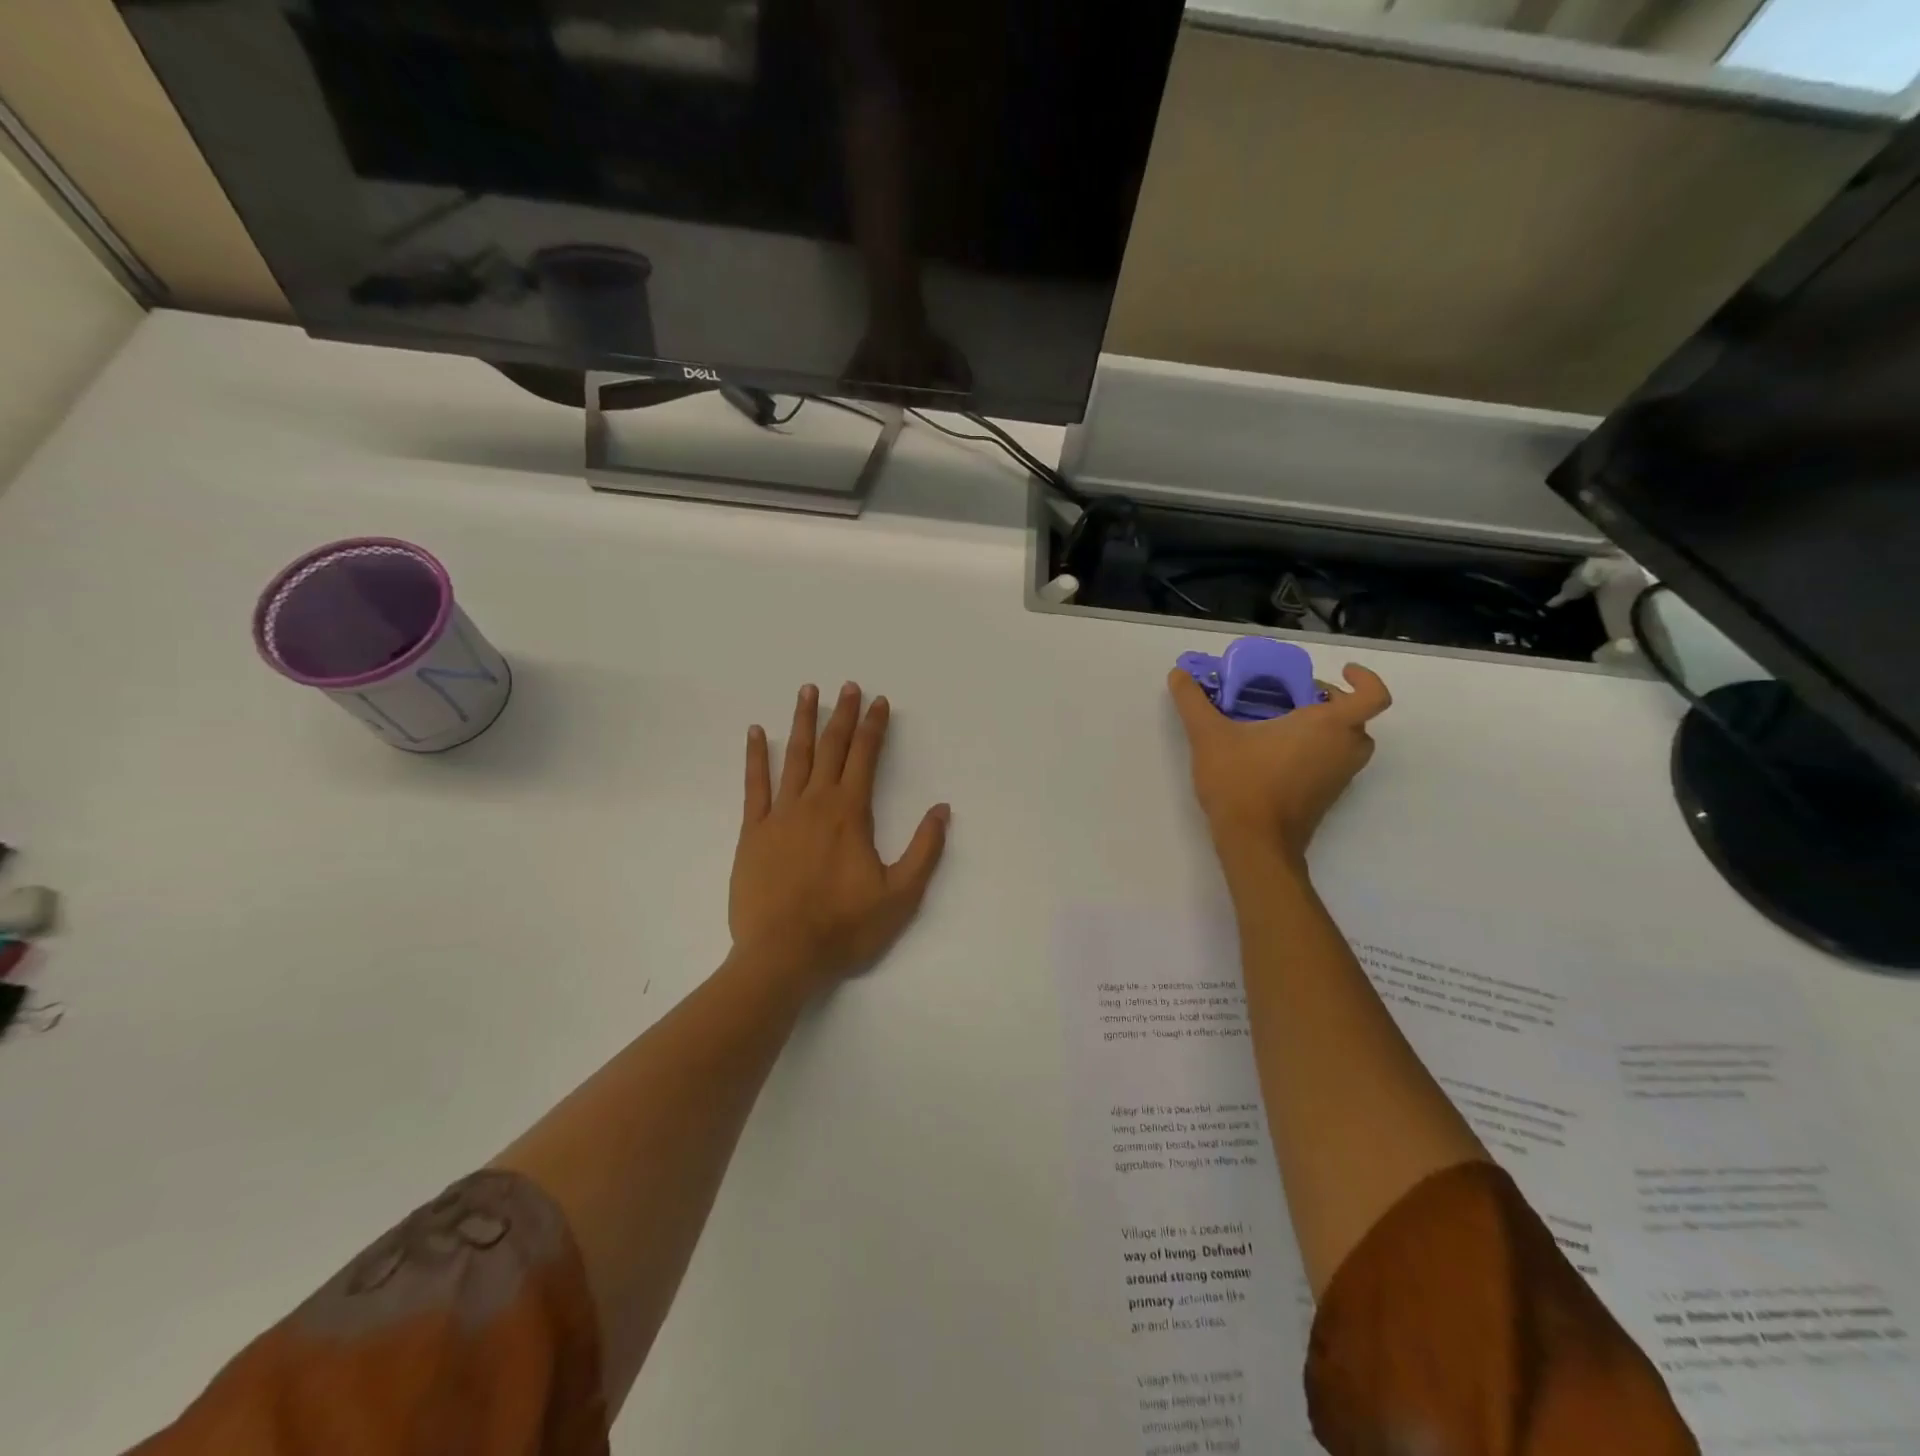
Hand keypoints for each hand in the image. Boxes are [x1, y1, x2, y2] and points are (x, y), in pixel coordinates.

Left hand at [730, 683, 950, 991]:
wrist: (782, 956)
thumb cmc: (845, 927)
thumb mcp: (901, 896)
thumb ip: (924, 849)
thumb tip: (941, 809)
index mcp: (850, 814)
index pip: (865, 757)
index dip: (874, 727)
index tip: (879, 701)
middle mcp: (815, 803)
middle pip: (831, 748)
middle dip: (842, 715)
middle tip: (848, 686)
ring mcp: (780, 815)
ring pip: (794, 757)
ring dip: (803, 722)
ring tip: (807, 692)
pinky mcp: (752, 832)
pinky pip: (754, 785)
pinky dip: (756, 756)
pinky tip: (757, 733)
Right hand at [1167, 662, 1391, 866]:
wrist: (1254, 843)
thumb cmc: (1241, 782)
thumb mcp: (1209, 736)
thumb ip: (1193, 702)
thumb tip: (1177, 675)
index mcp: (1328, 726)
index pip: (1372, 696)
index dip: (1365, 679)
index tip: (1343, 671)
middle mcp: (1343, 749)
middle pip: (1357, 718)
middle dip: (1333, 703)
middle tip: (1297, 697)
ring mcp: (1339, 777)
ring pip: (1347, 743)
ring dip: (1326, 729)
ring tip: (1285, 724)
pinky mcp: (1327, 798)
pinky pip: (1333, 764)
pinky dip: (1317, 752)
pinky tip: (1276, 754)